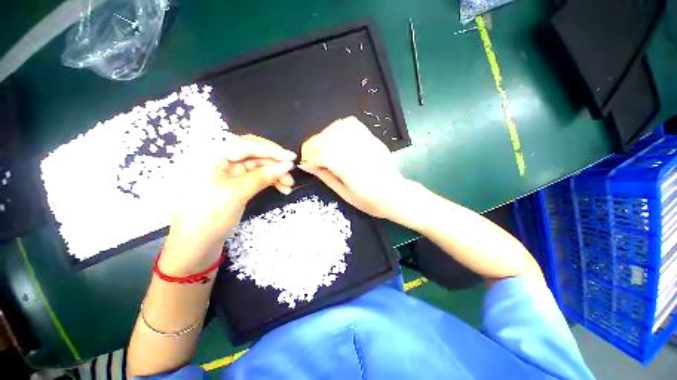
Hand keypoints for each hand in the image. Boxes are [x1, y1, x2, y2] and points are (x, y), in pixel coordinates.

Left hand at [161, 135, 295, 274]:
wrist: (195, 246)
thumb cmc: (208, 217)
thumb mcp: (237, 194)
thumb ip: (263, 176)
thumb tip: (288, 164)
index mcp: (209, 155)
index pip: (245, 145)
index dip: (271, 150)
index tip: (292, 157)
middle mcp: (217, 159)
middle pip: (253, 154)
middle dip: (274, 164)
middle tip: (291, 173)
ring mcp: (227, 172)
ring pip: (257, 166)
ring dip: (275, 174)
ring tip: (289, 186)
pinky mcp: (234, 183)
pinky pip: (256, 176)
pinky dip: (269, 181)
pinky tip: (282, 188)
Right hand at [299, 117, 407, 218]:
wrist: (394, 194)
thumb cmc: (370, 200)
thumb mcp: (344, 193)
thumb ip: (325, 177)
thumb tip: (307, 165)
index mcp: (348, 168)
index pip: (321, 154)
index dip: (309, 158)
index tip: (305, 164)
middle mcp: (356, 151)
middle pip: (327, 138)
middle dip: (314, 146)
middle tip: (312, 157)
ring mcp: (365, 142)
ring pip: (338, 128)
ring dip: (325, 135)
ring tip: (324, 147)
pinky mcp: (371, 138)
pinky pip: (352, 124)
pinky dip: (340, 127)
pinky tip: (338, 138)